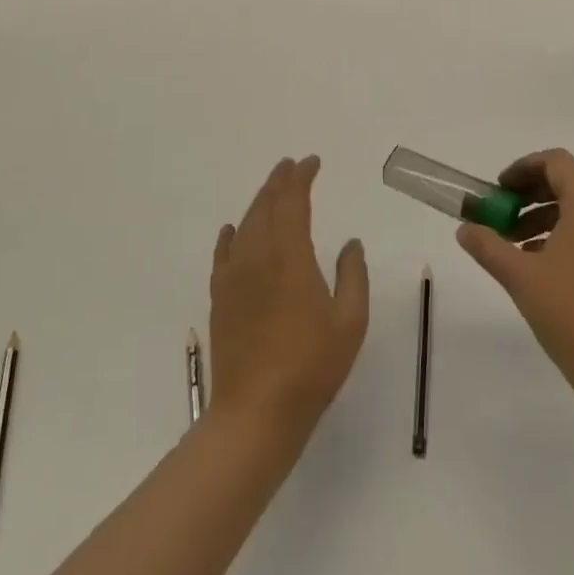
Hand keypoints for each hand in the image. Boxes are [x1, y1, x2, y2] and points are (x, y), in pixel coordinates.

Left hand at [208, 156, 368, 440]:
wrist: (256, 412)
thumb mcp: (350, 321)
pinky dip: (230, 236)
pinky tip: (233, 230)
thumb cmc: (312, 366)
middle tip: (291, 166)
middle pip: (265, 207)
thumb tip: (350, 243)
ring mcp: (234, 278)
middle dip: (279, 181)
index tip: (312, 162)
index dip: (301, 178)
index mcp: (291, 257)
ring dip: (259, 202)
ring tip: (271, 190)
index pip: (293, 203)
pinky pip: (223, 254)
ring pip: (245, 225)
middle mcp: (258, 257)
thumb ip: (353, 275)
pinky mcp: (220, 299)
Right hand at [458, 149, 573, 406]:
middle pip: (570, 185)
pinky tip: (545, 271)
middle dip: (530, 198)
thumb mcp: (521, 278)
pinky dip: (568, 239)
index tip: (498, 192)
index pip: (557, 162)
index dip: (523, 169)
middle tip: (500, 220)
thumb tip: (465, 228)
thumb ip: (488, 246)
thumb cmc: (573, 315)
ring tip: (516, 251)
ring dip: (546, 220)